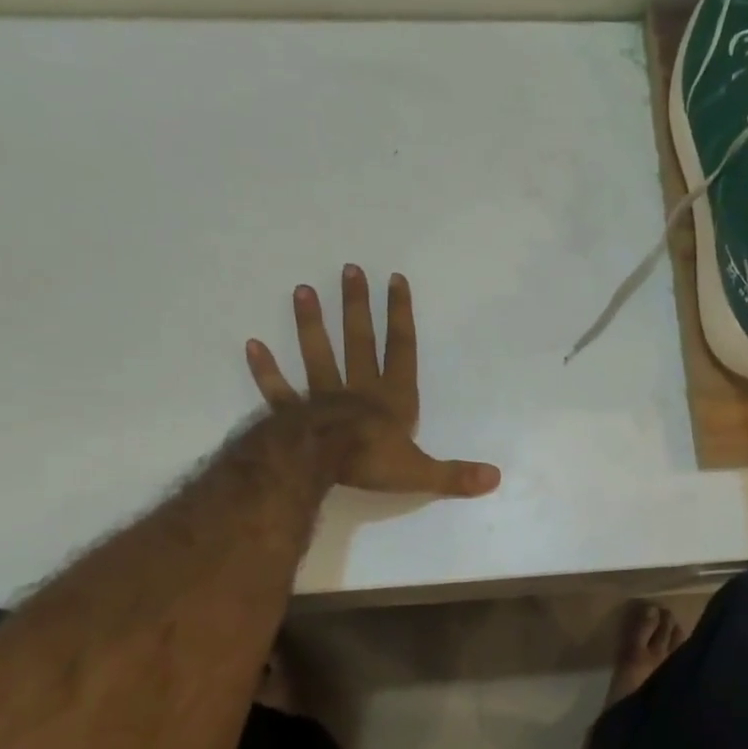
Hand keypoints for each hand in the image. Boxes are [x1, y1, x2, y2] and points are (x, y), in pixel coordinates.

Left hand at [245, 265, 501, 498]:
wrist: (321, 464)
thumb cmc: (372, 461)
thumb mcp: (421, 472)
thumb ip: (456, 474)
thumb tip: (496, 479)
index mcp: (393, 398)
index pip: (401, 348)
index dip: (401, 314)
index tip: (395, 279)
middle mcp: (359, 388)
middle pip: (359, 340)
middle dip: (357, 306)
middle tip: (348, 270)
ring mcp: (323, 397)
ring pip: (318, 354)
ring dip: (311, 324)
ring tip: (302, 290)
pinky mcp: (293, 412)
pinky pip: (278, 389)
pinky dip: (265, 369)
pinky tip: (251, 345)